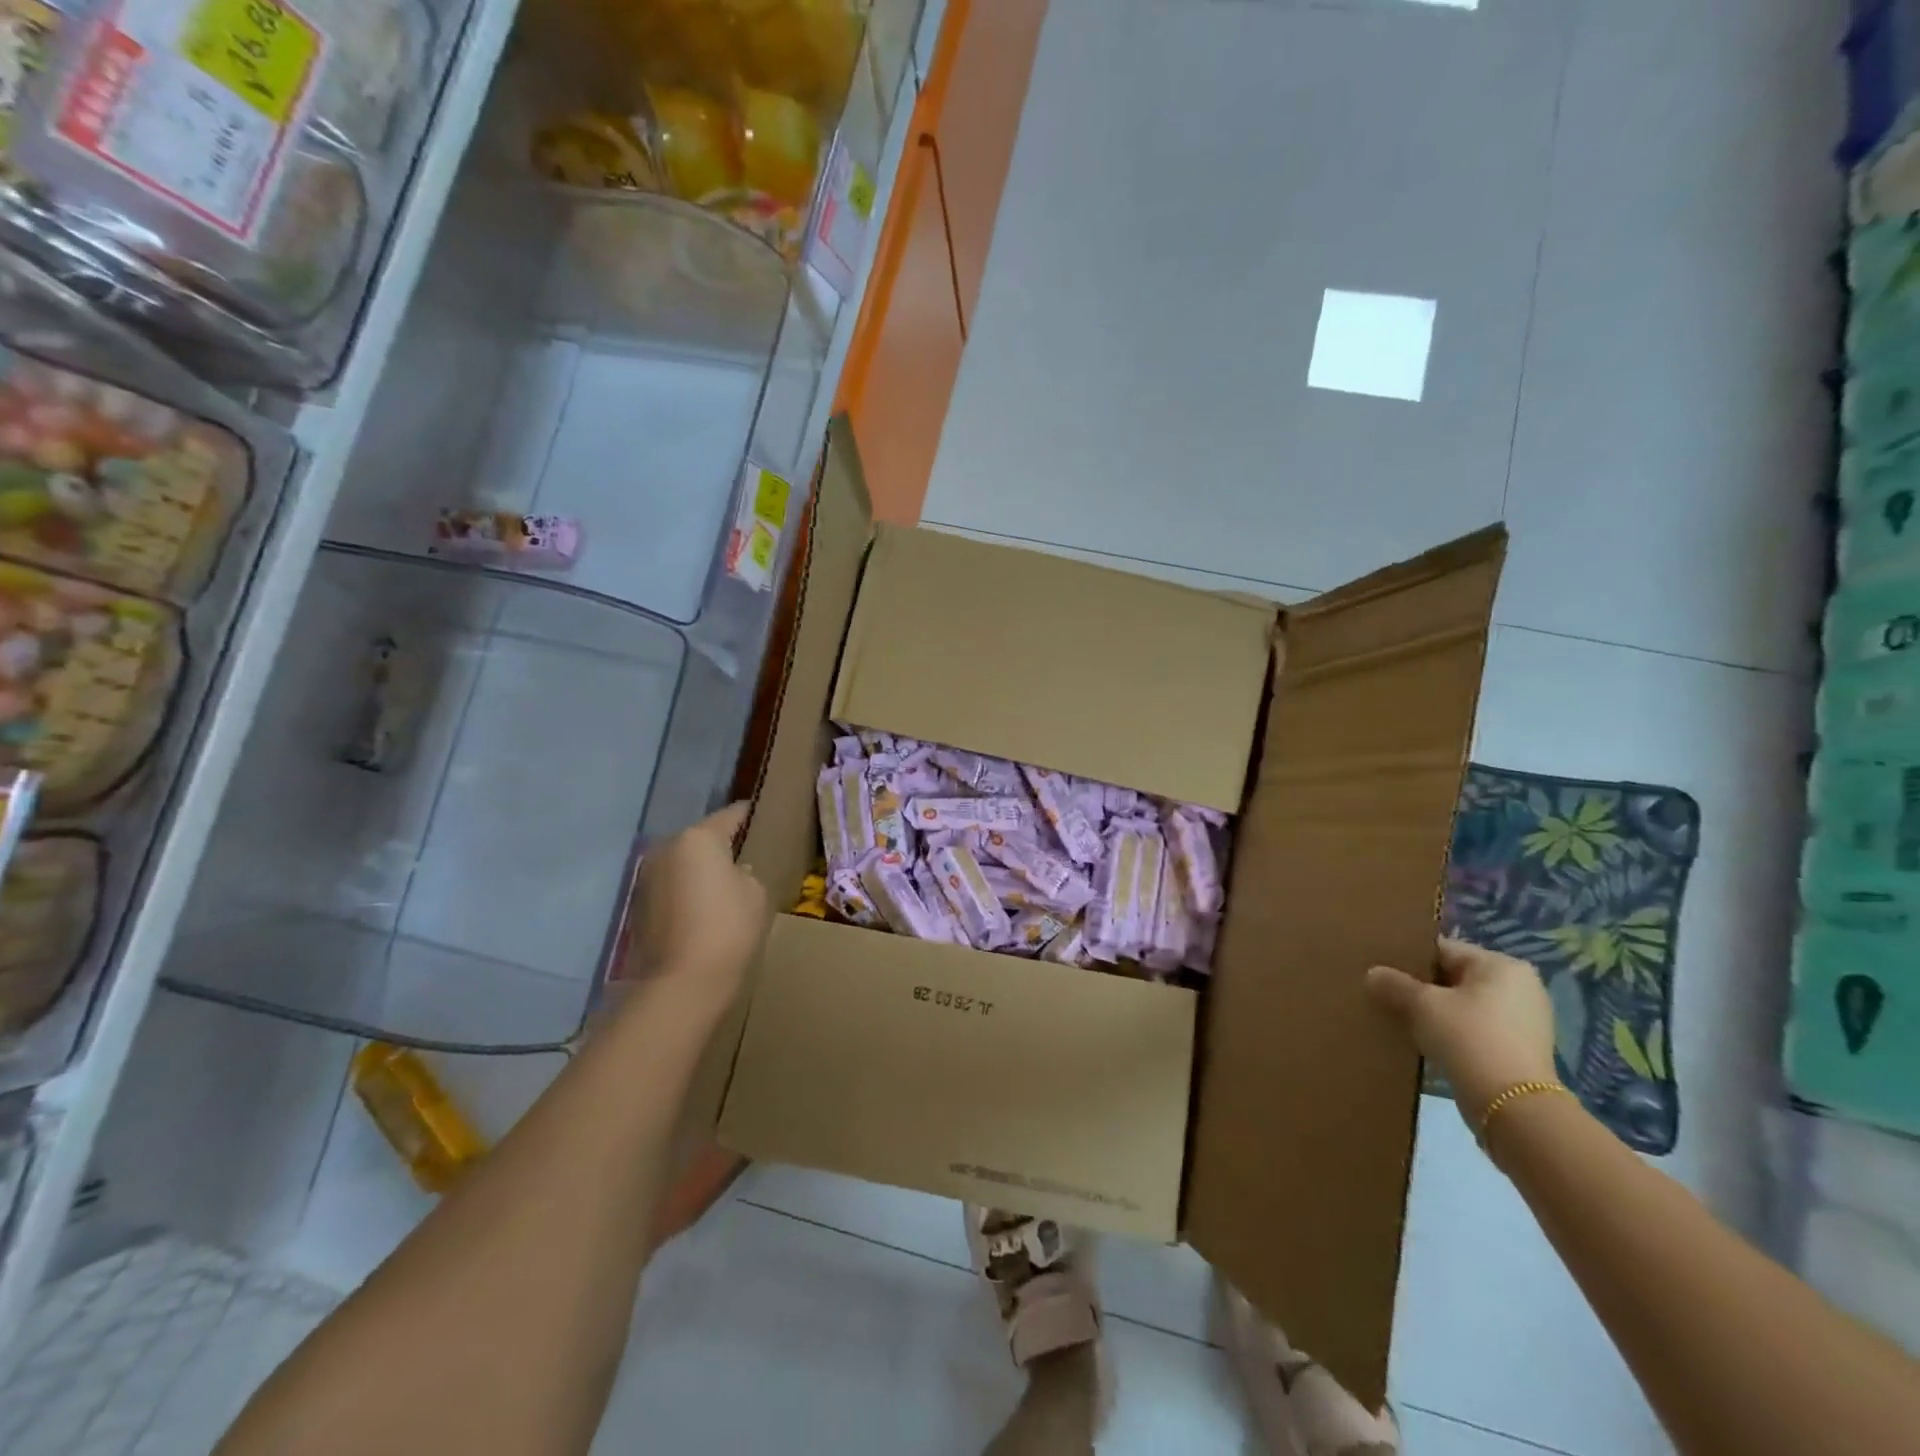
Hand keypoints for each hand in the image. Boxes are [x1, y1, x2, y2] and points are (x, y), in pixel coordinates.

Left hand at [624, 803, 766, 1017]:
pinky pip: (671, 885)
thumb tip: (732, 873)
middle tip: (746, 856)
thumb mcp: (756, 893)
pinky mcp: (639, 904)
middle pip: (701, 838)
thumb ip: (746, 873)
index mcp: (699, 838)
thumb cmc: (728, 928)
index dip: (750, 815)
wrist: (682, 981)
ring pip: (683, 862)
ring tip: (724, 885)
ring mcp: (648, 876)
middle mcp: (667, 848)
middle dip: (721, 845)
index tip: (763, 816)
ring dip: (700, 869)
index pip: (731, 815)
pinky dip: (686, 890)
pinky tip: (703, 908)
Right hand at [1365, 936, 1557, 1127]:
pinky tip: (1426, 1042)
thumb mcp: (1421, 1005)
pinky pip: (1475, 1029)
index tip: (1381, 971)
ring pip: (1463, 1005)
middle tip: (1387, 994)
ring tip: (1401, 1019)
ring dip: (1435, 1012)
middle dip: (1421, 987)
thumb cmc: (1468, 1038)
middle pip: (1454, 977)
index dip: (1408, 959)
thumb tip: (1372, 974)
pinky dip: (1452, 1033)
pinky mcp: (1520, 1051)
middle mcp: (1520, 987)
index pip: (1443, 950)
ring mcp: (1524, 1021)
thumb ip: (1393, 984)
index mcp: (1502, 965)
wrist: (1512, 1107)